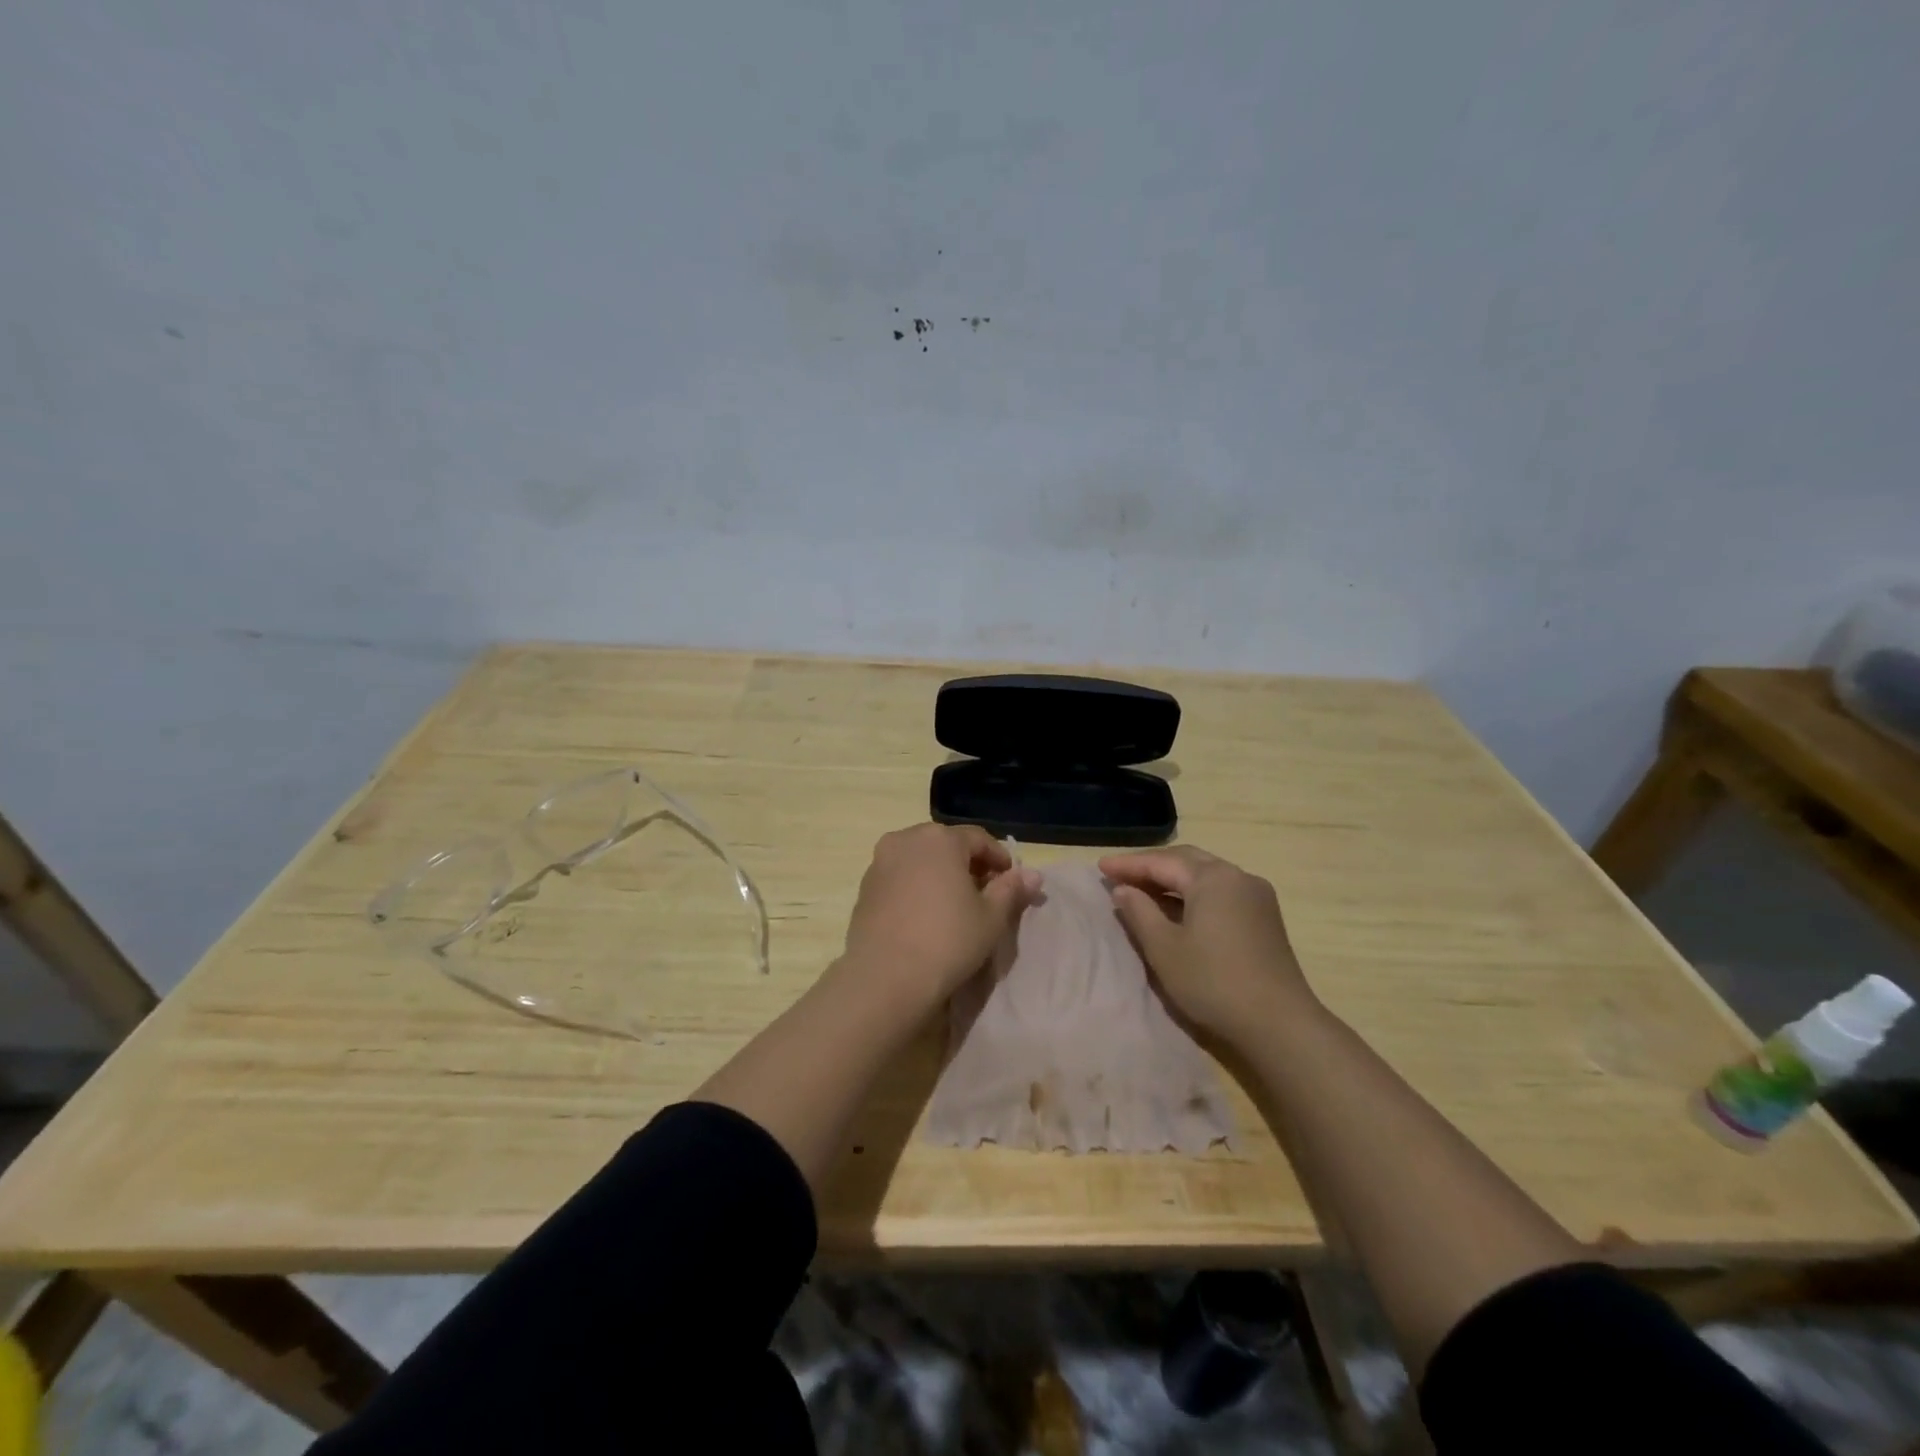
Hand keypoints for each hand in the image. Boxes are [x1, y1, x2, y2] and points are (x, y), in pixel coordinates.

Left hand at [842, 824, 1041, 1006]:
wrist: (885, 978)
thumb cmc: (947, 941)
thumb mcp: (991, 917)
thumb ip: (1011, 889)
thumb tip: (1033, 874)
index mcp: (940, 838)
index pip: (979, 838)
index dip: (999, 858)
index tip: (1011, 881)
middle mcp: (906, 839)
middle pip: (947, 844)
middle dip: (968, 863)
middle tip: (985, 892)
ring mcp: (880, 861)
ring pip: (920, 858)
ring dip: (940, 873)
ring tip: (955, 904)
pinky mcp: (865, 886)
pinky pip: (900, 875)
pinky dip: (917, 885)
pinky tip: (926, 913)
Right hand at [1099, 845, 1313, 1041]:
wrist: (1279, 1024)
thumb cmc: (1213, 982)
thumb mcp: (1164, 948)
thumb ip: (1139, 912)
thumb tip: (1123, 889)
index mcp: (1212, 878)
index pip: (1161, 862)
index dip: (1128, 864)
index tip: (1100, 867)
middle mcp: (1237, 876)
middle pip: (1186, 861)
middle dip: (1151, 866)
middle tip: (1119, 874)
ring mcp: (1256, 896)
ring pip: (1205, 875)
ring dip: (1172, 879)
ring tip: (1143, 889)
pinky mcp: (1265, 917)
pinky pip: (1221, 891)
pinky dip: (1193, 892)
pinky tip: (1177, 908)